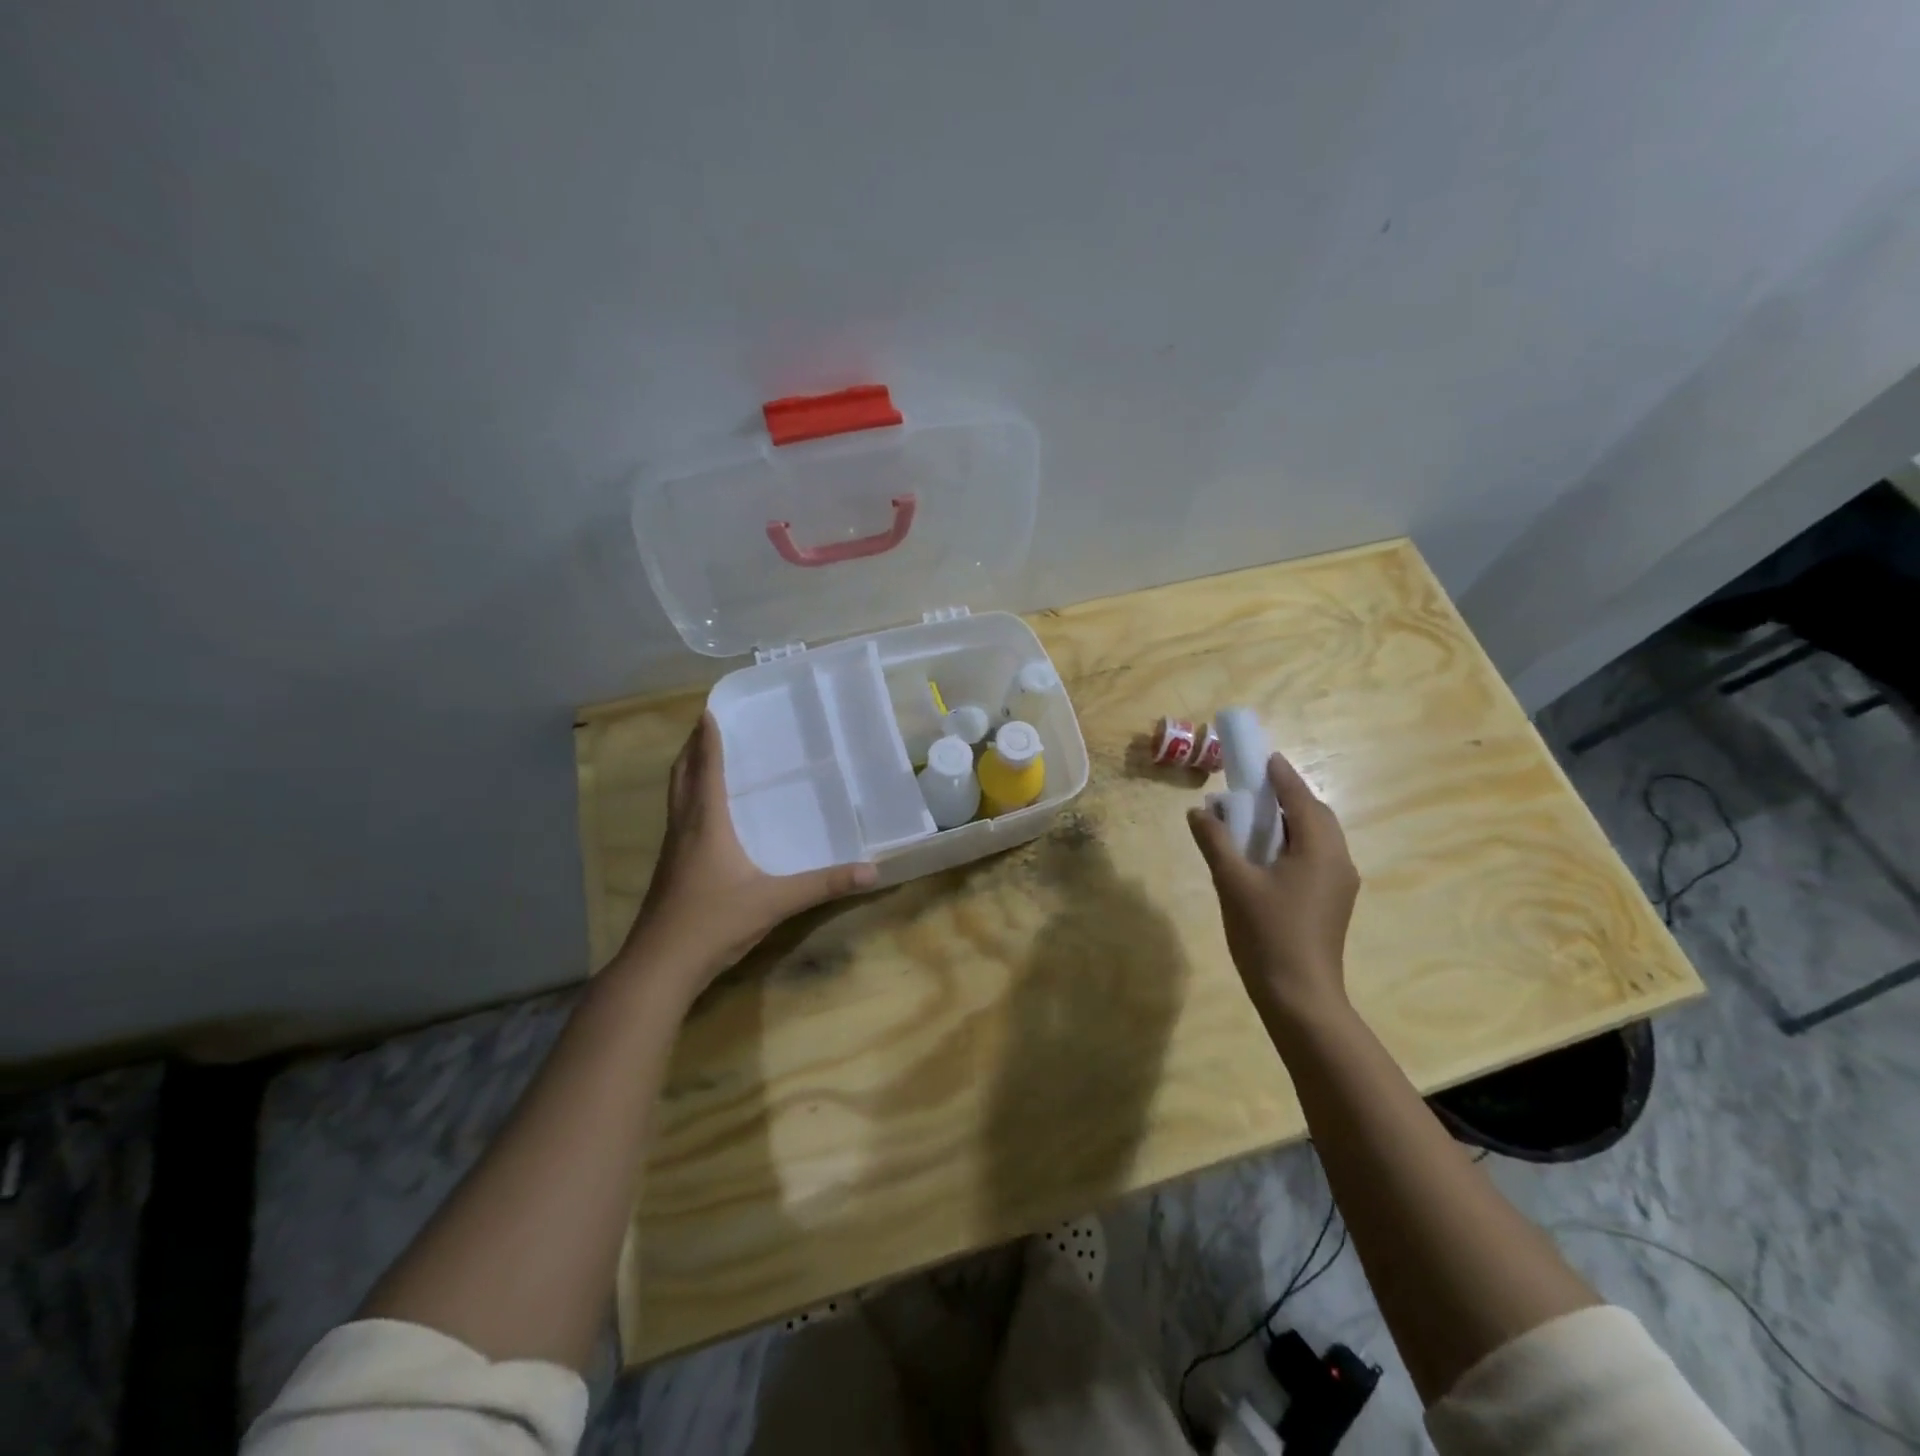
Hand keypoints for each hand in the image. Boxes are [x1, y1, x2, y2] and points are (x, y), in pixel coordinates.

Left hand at [620, 714, 876, 990]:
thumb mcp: (775, 902)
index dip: (709, 739)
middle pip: (682, 776)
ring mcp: (672, 851)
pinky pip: (678, 819)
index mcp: (706, 824)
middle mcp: (684, 828)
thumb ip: (823, 885)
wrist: (659, 966)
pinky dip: (688, 801)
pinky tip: (704, 816)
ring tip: (703, 758)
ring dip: (687, 772)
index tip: (710, 709)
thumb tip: (871, 871)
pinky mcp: (669, 870)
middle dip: (692, 748)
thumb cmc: (714, 922)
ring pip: (676, 798)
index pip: (707, 770)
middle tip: (705, 726)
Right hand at [1187, 752, 1360, 1024]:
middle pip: (1315, 815)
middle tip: (1254, 785)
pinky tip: (1266, 853)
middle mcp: (1338, 861)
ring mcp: (1339, 884)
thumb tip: (1199, 811)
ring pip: (1317, 837)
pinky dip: (1293, 842)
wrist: (1299, 996)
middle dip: (1287, 796)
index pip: (1301, 799)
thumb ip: (1215, 841)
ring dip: (1290, 820)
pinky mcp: (1331, 902)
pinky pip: (1315, 857)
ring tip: (1256, 816)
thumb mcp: (1232, 882)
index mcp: (1319, 850)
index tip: (1263, 756)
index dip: (1281, 776)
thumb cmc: (1266, 933)